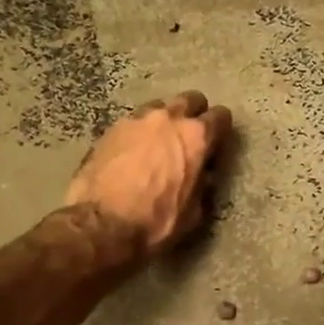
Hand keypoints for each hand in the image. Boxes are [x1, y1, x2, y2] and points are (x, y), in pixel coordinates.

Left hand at [64, 91, 233, 258]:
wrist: (101, 224)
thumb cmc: (155, 222)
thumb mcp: (193, 213)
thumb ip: (202, 186)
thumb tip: (202, 175)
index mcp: (196, 137)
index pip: (220, 117)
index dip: (222, 129)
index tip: (218, 141)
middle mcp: (168, 118)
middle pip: (190, 100)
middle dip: (194, 114)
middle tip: (190, 136)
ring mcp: (136, 120)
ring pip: (159, 107)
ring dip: (164, 121)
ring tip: (158, 142)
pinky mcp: (110, 129)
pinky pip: (133, 122)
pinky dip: (139, 133)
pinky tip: (133, 152)